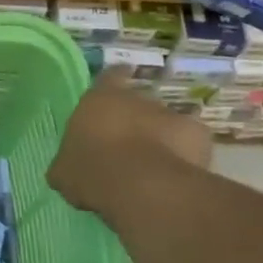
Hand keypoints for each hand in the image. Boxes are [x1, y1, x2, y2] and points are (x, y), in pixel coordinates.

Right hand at [49, 71, 213, 221]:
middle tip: (128, 146)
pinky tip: (177, 175)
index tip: (119, 83)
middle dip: (136, 120)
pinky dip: (186, 155)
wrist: (141, 186)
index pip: (109, 77)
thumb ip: (68, 162)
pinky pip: (190, 144)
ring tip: (154, 166)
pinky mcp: (197, 135)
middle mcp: (137, 99)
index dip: (114, 80)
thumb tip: (67, 168)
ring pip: (165, 123)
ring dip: (161, 139)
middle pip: (138, 103)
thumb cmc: (92, 170)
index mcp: (100, 99)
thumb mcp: (64, 172)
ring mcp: (170, 115)